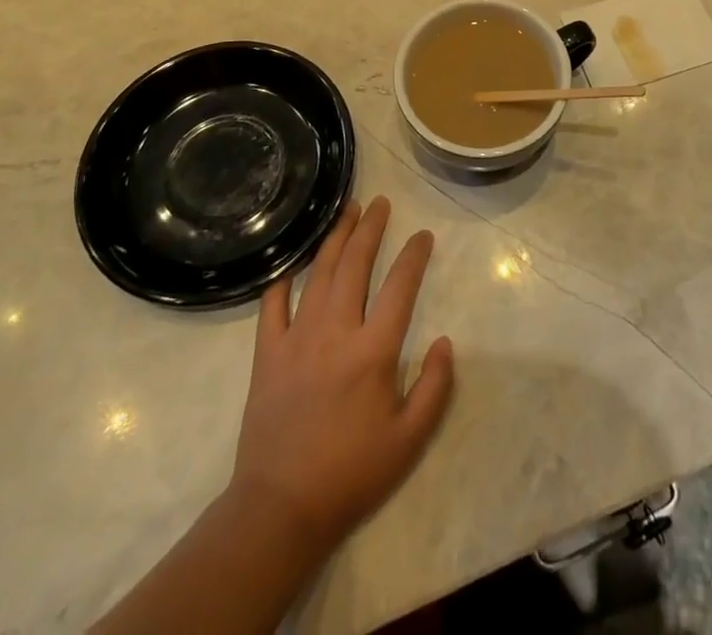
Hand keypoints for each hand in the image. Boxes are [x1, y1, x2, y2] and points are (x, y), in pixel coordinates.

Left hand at [230, 196, 454, 551]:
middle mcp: (335, 331)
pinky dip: (283, 280)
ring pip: (317, 273)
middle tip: (381, 203)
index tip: (423, 235)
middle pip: (355, 265)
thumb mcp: (409, 441)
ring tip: (347, 212)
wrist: (280, 509)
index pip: (400, 287)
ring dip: (335, 238)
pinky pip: (272, 305)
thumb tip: (445, 341)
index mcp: (373, 351)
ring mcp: (296, 338)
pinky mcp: (266, 354)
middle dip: (370, 229)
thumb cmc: (351, 474)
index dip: (414, 256)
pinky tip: (292, 265)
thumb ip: (435, 388)